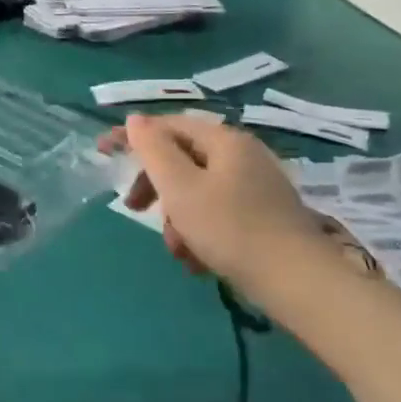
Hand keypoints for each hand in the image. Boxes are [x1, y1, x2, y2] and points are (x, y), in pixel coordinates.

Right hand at [102, 114, 330, 296]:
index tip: (103, 150)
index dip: (133, 136)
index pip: (168, 125)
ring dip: (178, 218)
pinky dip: (201, 231)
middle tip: (133, 209)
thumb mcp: (180, 187)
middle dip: (156, 187)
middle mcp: (243, 155)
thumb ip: (153, 149)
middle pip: (182, 159)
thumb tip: (135, 120)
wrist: (297, 282)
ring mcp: (256, 185)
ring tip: (179, 250)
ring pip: (197, 191)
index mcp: (224, 141)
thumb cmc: (230, 228)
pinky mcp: (263, 214)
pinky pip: (217, 212)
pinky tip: (199, 260)